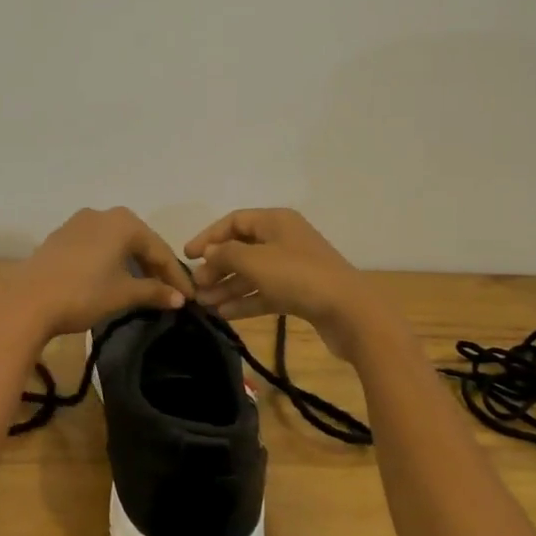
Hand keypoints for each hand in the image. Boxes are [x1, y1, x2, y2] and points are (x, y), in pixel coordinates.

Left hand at [0, 208, 188, 340]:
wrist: (28, 300)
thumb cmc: (83, 293)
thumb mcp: (123, 294)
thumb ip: (154, 292)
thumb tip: (179, 298)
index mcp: (124, 222)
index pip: (160, 250)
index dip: (176, 276)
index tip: (190, 298)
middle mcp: (103, 214)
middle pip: (139, 242)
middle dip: (155, 267)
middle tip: (170, 292)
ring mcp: (78, 222)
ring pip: (116, 242)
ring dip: (132, 263)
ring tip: (144, 286)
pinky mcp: (61, 236)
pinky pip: (97, 245)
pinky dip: (110, 260)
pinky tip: (113, 278)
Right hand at [184, 208, 396, 361]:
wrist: (349, 312)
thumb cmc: (298, 277)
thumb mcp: (254, 261)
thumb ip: (224, 255)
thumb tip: (208, 255)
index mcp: (276, 221)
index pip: (234, 221)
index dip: (208, 237)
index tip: (187, 257)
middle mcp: (284, 239)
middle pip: (242, 248)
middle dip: (217, 267)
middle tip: (196, 287)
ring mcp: (293, 267)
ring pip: (252, 273)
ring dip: (227, 287)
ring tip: (204, 304)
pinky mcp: (299, 293)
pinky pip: (264, 292)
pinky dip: (245, 301)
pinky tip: (223, 314)